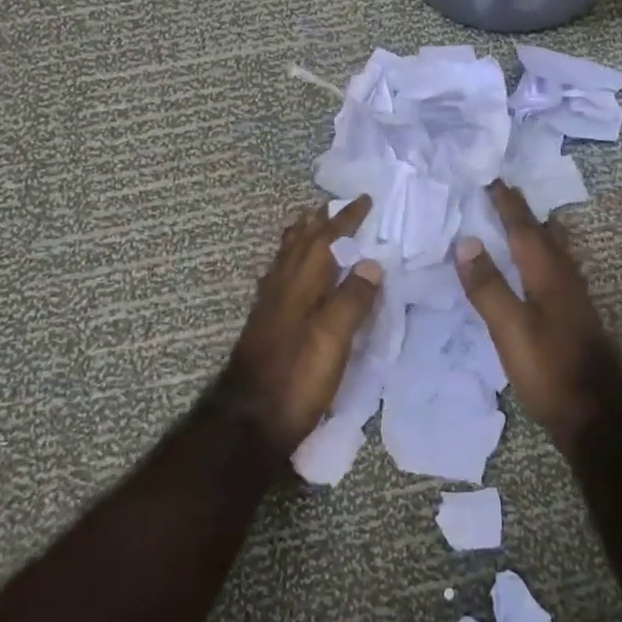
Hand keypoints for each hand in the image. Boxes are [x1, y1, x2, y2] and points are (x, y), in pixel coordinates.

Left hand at [224, 195, 382, 454]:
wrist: (250, 421)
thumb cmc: (297, 378)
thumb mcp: (333, 339)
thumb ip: (352, 299)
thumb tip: (371, 262)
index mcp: (301, 284)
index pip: (325, 240)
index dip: (345, 219)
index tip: (364, 199)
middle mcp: (282, 287)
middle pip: (299, 244)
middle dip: (317, 222)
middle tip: (330, 205)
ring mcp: (270, 306)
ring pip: (286, 259)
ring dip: (300, 238)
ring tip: (307, 225)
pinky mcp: (266, 325)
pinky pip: (279, 278)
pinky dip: (289, 264)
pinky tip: (287, 275)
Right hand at [455, 181, 621, 452]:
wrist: (598, 415)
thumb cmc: (550, 368)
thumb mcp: (511, 328)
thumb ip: (489, 286)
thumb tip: (467, 242)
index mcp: (548, 275)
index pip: (525, 230)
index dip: (508, 205)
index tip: (493, 179)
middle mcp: (565, 280)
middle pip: (547, 236)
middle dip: (528, 214)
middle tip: (511, 194)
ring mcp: (574, 301)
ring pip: (558, 254)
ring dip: (543, 234)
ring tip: (533, 223)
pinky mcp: (574, 321)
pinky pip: (558, 274)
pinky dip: (546, 259)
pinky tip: (543, 274)